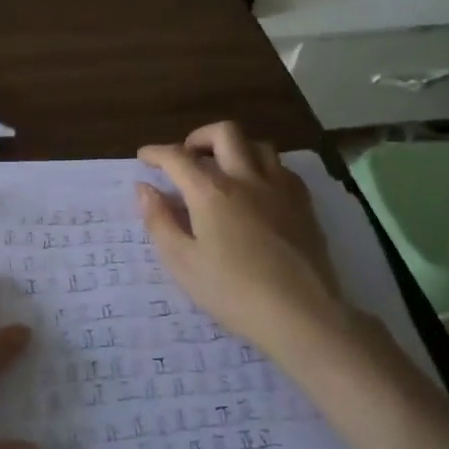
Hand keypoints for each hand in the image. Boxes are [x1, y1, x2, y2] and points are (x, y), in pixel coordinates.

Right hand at [137, 123, 356, 357]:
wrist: (301, 314)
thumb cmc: (232, 292)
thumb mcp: (182, 262)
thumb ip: (159, 221)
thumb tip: (144, 189)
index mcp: (211, 191)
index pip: (177, 157)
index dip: (156, 153)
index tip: (143, 158)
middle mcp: (247, 178)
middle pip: (224, 133)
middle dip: (198, 137)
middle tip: (186, 158)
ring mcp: (280, 189)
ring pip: (258, 145)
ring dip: (234, 149)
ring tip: (222, 171)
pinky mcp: (304, 205)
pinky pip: (283, 169)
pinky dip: (263, 168)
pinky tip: (257, 190)